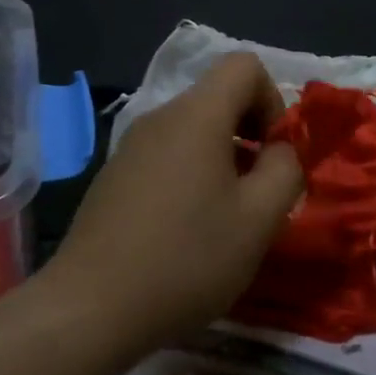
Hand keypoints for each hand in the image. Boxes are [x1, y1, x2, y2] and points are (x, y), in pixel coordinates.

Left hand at [53, 53, 303, 341]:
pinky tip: (187, 232)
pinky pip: (167, 157)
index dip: (274, 100)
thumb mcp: (259, 218)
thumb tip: (281, 149)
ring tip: (227, 218)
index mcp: (196, 116)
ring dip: (224, 160)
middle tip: (260, 191)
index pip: (245, 65)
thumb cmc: (186, 258)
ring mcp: (130, 147)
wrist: (90, 309)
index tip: (276, 153)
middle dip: (252, 135)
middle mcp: (159, 118)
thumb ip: (285, 169)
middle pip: (219, 98)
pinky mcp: (113, 177)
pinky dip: (191, 177)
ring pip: (194, 131)